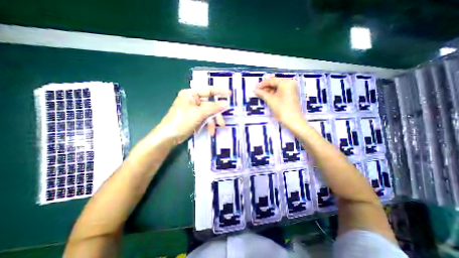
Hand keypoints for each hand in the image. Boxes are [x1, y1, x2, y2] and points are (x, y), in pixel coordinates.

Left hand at [157, 87, 229, 143]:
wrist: (169, 136)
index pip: (208, 90)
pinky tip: (210, 131)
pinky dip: (208, 124)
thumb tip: (226, 103)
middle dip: (216, 114)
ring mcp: (194, 109)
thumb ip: (213, 107)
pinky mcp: (194, 118)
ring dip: (213, 121)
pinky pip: (205, 119)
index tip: (230, 94)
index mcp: (191, 94)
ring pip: (208, 113)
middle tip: (222, 122)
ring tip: (215, 130)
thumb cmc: (182, 121)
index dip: (220, 91)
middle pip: (210, 104)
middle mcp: (193, 100)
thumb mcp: (199, 113)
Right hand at [254, 78, 303, 124]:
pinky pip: (281, 92)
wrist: (294, 121)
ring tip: (261, 95)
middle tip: (257, 92)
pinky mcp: (292, 95)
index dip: (262, 84)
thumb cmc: (282, 109)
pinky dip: (274, 94)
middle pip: (275, 83)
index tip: (255, 88)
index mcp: (286, 82)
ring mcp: (292, 89)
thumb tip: (255, 90)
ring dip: (269, 91)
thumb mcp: (270, 100)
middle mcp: (290, 83)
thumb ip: (262, 93)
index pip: (271, 81)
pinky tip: (268, 97)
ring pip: (278, 88)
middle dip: (265, 88)